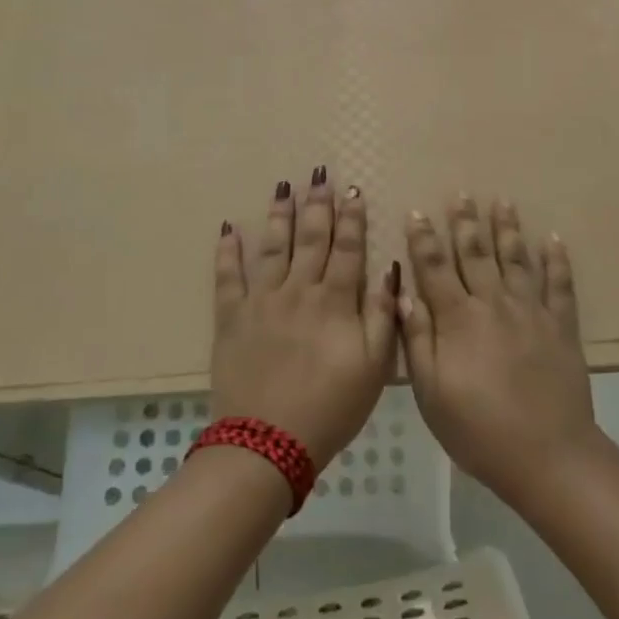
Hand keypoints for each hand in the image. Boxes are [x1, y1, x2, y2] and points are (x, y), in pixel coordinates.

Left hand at [211, 170, 396, 468]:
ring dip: (279, 215)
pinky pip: (228, 277)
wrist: (267, 444)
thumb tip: (390, 270)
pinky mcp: (231, 318)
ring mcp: (261, 301)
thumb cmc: (330, 408)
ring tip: (283, 186)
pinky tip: (229, 228)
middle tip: (319, 175)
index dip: (352, 219)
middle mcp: (298, 290)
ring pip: (273, 247)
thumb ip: (383, 316)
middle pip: (311, 239)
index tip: (353, 190)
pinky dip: (228, 251)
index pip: (347, 249)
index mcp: (334, 302)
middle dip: (317, 205)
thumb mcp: (374, 368)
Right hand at [398, 197, 603, 507]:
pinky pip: (559, 285)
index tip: (417, 211)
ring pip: (516, 260)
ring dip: (507, 229)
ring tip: (502, 202)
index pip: (435, 269)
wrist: (548, 456)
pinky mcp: (561, 326)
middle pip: (476, 254)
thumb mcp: (431, 394)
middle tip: (461, 194)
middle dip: (465, 222)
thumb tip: (403, 293)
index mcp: (458, 319)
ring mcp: (531, 312)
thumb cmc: (479, 430)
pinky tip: (553, 239)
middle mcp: (494, 304)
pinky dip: (557, 260)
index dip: (423, 239)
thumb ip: (417, 339)